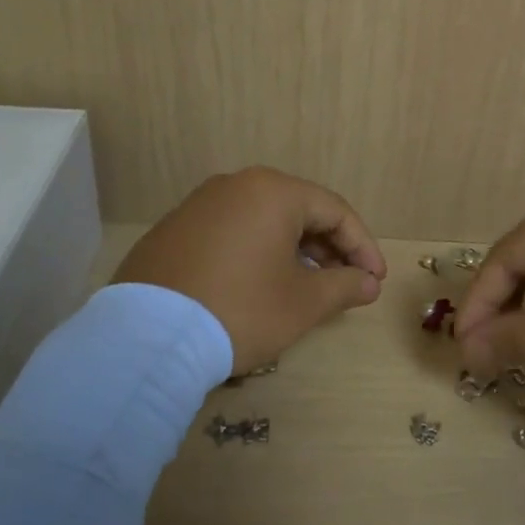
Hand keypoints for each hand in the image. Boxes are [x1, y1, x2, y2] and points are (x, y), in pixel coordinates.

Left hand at [113, 167, 386, 371]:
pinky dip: (257, 254)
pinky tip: (261, 286)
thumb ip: (344, 286)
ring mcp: (198, 206)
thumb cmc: (242, 310)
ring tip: (308, 287)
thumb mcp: (303, 303)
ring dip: (294, 252)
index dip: (362, 247)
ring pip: (263, 222)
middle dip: (329, 249)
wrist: (148, 338)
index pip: (335, 211)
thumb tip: (368, 283)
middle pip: (298, 212)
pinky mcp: (173, 231)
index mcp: (272, 192)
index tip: (375, 280)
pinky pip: (231, 233)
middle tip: (347, 284)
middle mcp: (235, 186)